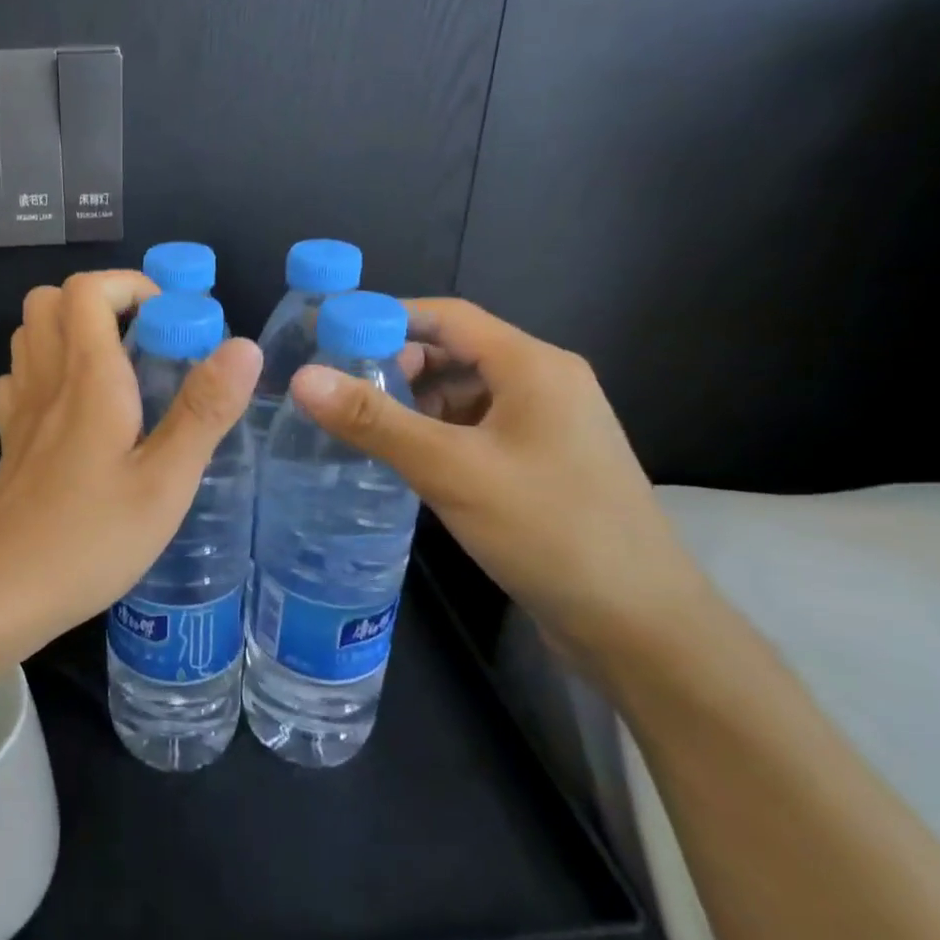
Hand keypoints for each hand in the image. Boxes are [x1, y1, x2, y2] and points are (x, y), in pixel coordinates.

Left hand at [0, 271, 261, 664]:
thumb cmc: (90, 539)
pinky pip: (19, 378)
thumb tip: (242, 345)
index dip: (130, 286)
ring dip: (71, 331)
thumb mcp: (165, 483)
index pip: (88, 290)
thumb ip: (203, 411)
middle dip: (99, 301)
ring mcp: (19, 410)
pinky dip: (46, 370)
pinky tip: (76, 408)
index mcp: (87, 378)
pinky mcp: (9, 441)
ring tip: (117, 369)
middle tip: (144, 339)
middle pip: (49, 300)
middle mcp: (46, 380)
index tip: (171, 320)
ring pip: (29, 335)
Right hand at [289, 298, 713, 676]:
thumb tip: (302, 378)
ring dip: (413, 404)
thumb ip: (374, 421)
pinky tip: (404, 460)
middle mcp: (544, 383)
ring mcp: (547, 426)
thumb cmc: (547, 530)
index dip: (384, 319)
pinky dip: (436, 434)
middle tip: (338, 394)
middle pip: (455, 352)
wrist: (638, 623)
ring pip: (464, 394)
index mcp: (533, 366)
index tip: (327, 339)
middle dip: (395, 366)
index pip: (447, 316)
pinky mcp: (542, 463)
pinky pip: (477, 429)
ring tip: (359, 428)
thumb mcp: (450, 470)